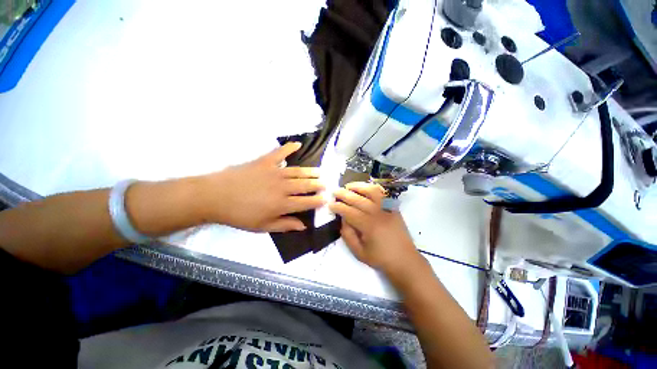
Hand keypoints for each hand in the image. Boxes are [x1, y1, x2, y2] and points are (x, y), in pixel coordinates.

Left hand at [199, 142, 325, 231]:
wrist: (215, 196)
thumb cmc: (239, 215)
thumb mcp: (262, 226)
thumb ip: (285, 225)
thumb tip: (303, 225)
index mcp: (282, 204)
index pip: (306, 202)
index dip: (317, 201)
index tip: (326, 199)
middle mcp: (282, 187)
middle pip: (305, 185)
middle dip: (317, 185)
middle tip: (325, 184)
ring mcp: (274, 172)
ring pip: (298, 171)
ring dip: (310, 172)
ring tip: (319, 172)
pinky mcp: (265, 161)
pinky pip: (280, 152)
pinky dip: (289, 147)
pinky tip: (298, 144)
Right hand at [329, 182, 422, 275]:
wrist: (405, 260)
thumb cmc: (380, 258)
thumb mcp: (359, 252)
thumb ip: (348, 235)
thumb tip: (343, 219)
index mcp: (368, 226)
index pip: (349, 212)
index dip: (338, 207)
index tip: (330, 204)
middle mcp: (377, 214)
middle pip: (358, 199)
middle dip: (344, 194)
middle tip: (334, 191)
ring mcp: (387, 209)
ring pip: (371, 191)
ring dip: (358, 186)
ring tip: (348, 186)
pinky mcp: (393, 207)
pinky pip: (383, 193)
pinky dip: (373, 188)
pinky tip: (365, 188)